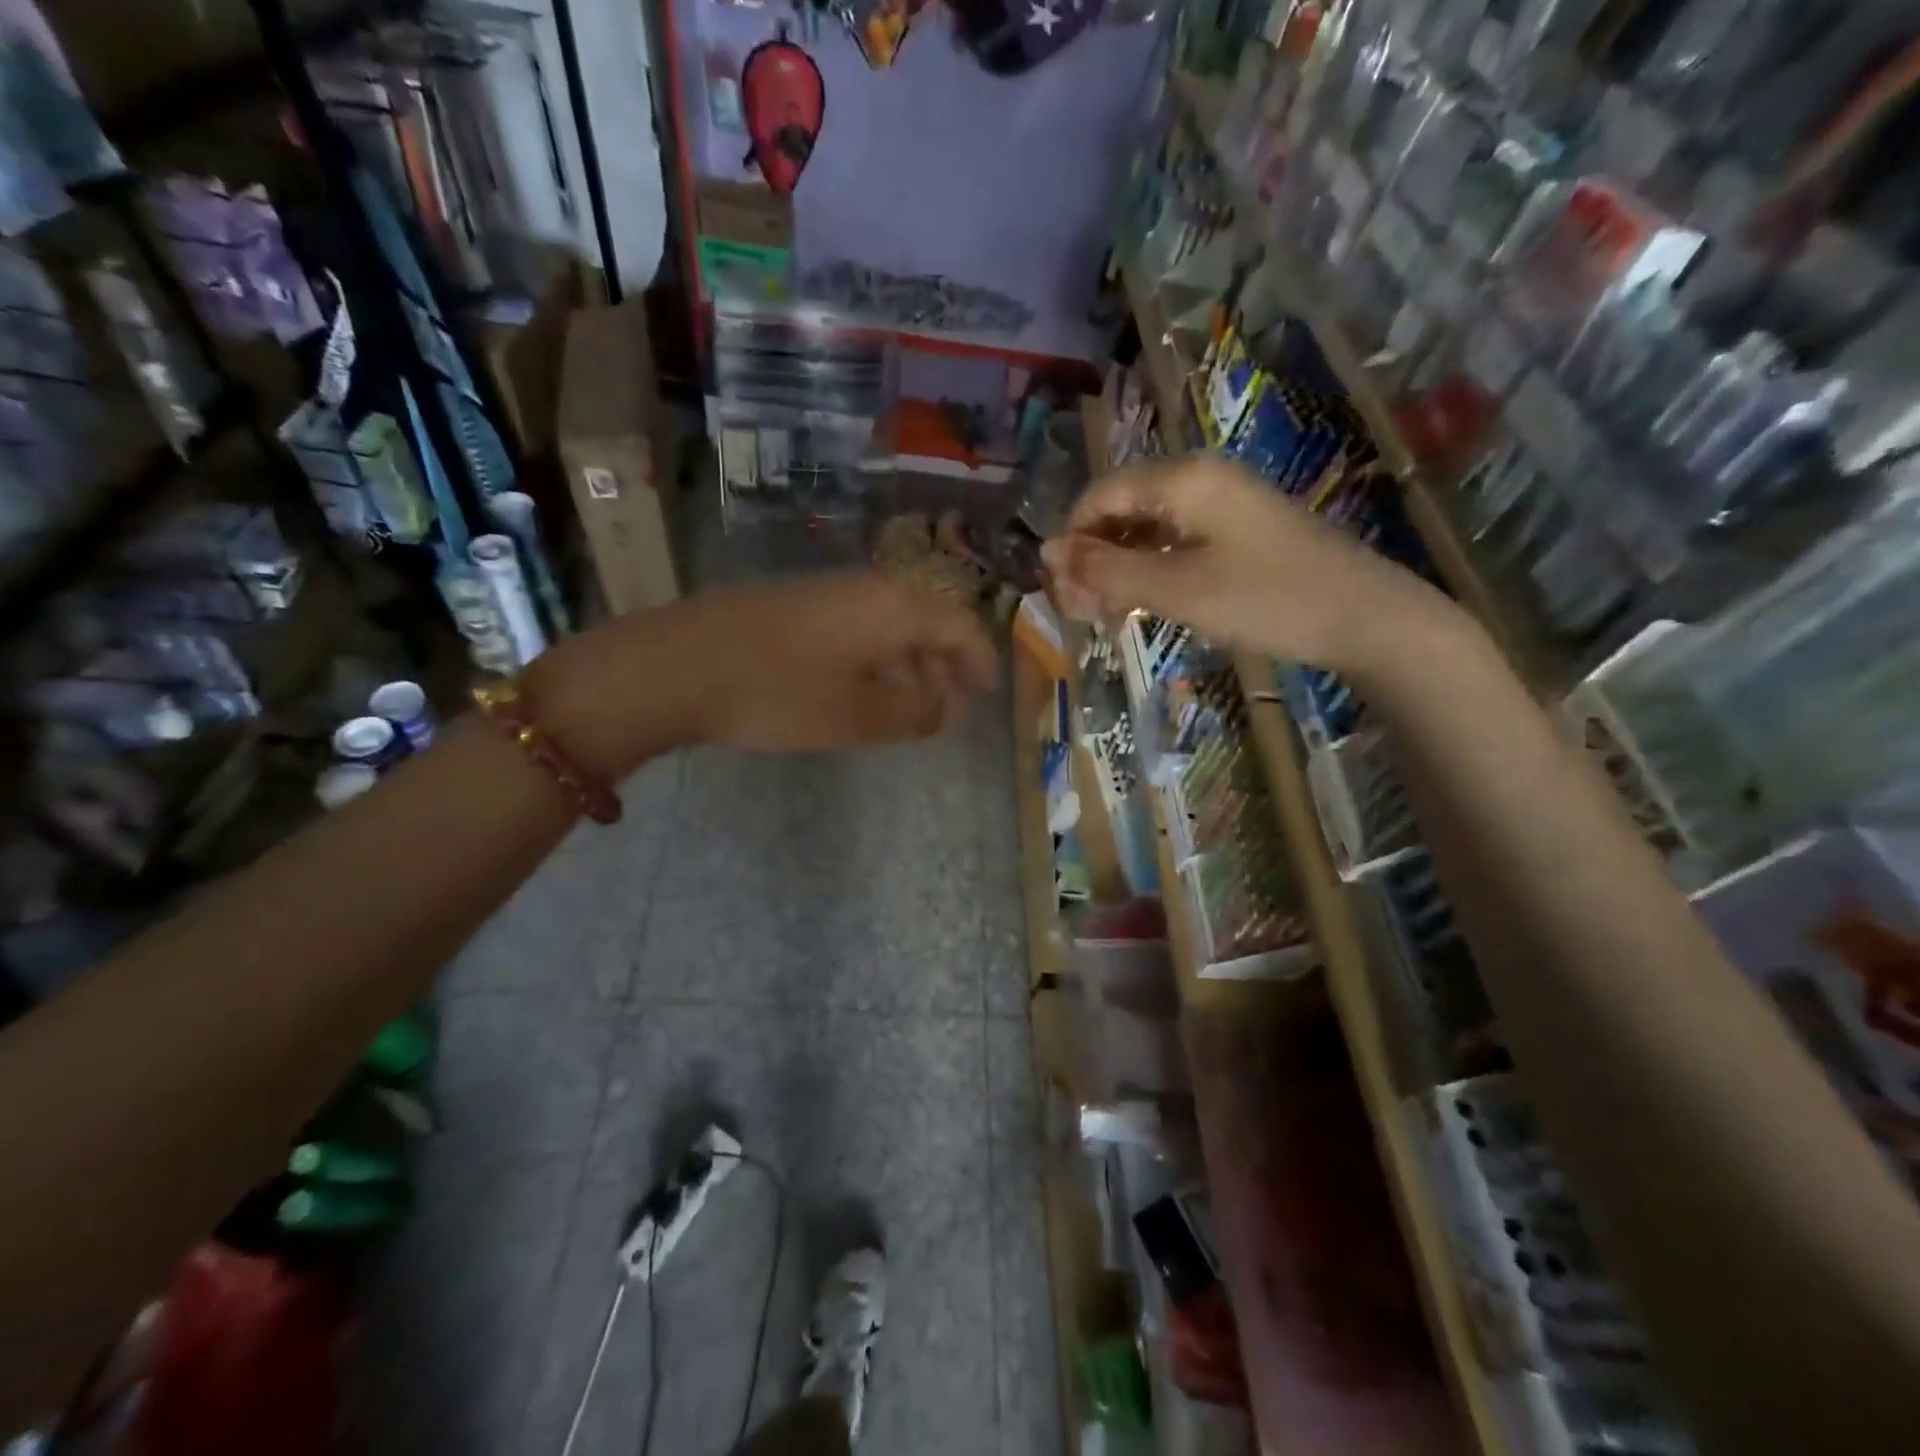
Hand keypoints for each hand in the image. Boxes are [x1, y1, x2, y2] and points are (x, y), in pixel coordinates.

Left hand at [682, 573, 996, 751]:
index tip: (985, 693)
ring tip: (905, 705)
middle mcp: (866, 588)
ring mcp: (824, 592)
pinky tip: (855, 689)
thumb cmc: (781, 691)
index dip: (979, 660)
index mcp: (893, 607)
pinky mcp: (792, 604)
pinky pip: (853, 627)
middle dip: (942, 665)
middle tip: (946, 707)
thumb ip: (916, 712)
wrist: (678, 663)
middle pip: (924, 621)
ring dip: (906, 664)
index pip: (958, 625)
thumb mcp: (859, 715)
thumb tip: (948, 707)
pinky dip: (872, 658)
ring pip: (886, 624)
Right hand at [1040, 455, 1449, 670]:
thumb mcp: (1177, 588)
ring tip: (1107, 619)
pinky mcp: (1234, 533)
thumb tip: (1045, 551)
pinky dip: (1148, 574)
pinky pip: (1172, 544)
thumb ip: (1107, 570)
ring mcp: (1220, 506)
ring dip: (1117, 572)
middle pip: (1120, 511)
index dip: (1071, 541)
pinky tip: (1141, 606)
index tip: (1060, 593)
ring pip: (1144, 531)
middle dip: (1092, 561)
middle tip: (1083, 616)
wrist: (1365, 618)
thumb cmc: (1268, 599)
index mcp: (1183, 479)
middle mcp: (1198, 480)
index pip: (1100, 496)